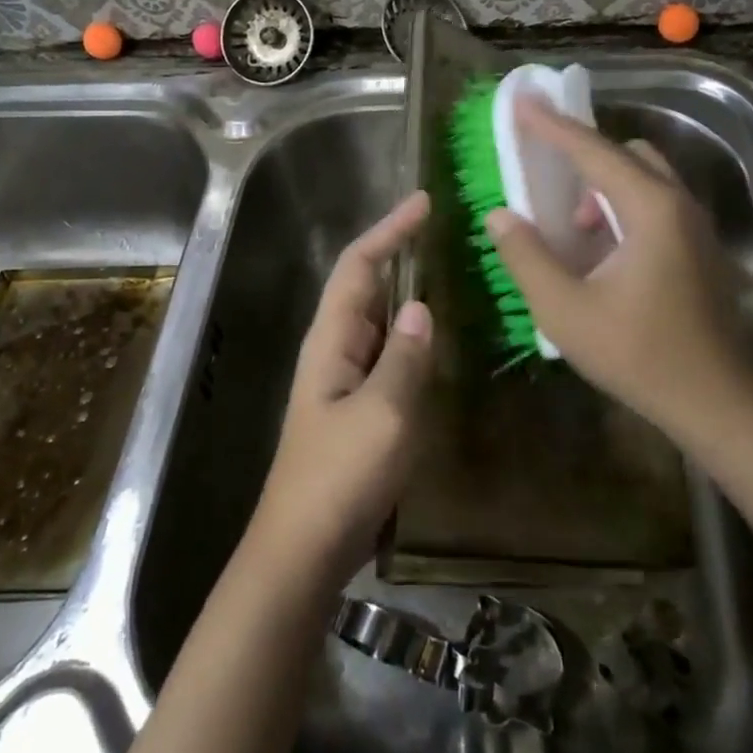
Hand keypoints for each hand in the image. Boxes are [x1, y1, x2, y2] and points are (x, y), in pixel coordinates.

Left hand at [252, 190, 435, 587]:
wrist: (304, 549)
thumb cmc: (339, 477)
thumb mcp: (383, 414)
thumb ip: (405, 357)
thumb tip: (422, 307)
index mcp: (332, 339)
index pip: (359, 265)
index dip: (390, 230)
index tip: (424, 204)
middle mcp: (335, 348)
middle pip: (366, 284)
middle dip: (399, 252)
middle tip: (444, 231)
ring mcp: (345, 379)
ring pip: (379, 319)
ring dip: (407, 290)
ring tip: (448, 271)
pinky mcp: (359, 406)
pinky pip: (388, 353)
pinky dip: (412, 334)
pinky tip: (437, 338)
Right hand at [485, 99, 752, 444]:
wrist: (718, 405)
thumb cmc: (639, 356)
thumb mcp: (566, 311)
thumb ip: (527, 257)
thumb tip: (500, 215)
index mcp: (649, 209)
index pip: (592, 151)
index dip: (551, 125)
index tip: (520, 100)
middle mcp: (678, 204)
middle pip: (625, 154)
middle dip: (581, 156)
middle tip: (544, 174)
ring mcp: (695, 226)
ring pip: (644, 178)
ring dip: (603, 186)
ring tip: (573, 227)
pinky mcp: (700, 248)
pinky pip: (656, 202)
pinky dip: (622, 206)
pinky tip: (602, 252)